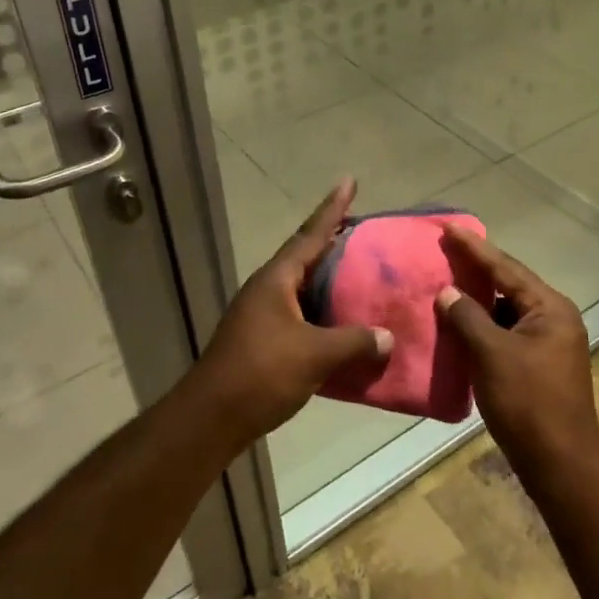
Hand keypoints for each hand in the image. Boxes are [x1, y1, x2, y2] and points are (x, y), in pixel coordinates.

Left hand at [186, 177, 391, 450]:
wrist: (211, 418)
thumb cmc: (261, 373)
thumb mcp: (314, 355)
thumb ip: (354, 342)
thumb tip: (388, 337)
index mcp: (277, 280)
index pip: (311, 234)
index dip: (333, 208)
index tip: (349, 181)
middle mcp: (268, 289)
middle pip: (307, 257)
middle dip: (335, 243)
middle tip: (367, 232)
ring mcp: (262, 315)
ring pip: (305, 289)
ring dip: (331, 282)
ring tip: (363, 276)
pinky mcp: (263, 340)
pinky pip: (302, 315)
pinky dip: (325, 314)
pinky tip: (344, 325)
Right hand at [436, 227, 598, 475]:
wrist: (561, 464)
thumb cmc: (528, 403)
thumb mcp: (491, 354)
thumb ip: (467, 317)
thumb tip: (447, 292)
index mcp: (549, 308)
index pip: (505, 267)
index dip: (473, 247)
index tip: (448, 227)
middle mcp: (554, 318)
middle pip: (508, 285)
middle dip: (475, 270)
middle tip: (443, 251)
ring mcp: (549, 343)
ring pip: (506, 311)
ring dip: (477, 302)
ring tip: (444, 285)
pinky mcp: (540, 364)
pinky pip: (507, 333)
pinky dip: (484, 327)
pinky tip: (459, 326)